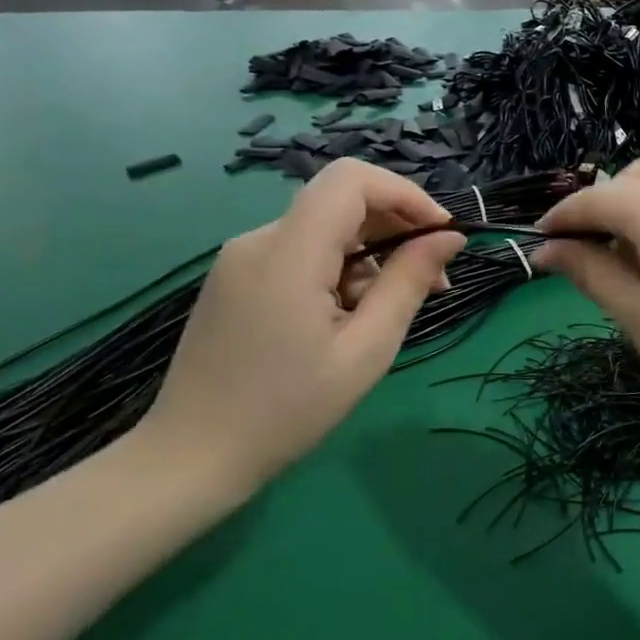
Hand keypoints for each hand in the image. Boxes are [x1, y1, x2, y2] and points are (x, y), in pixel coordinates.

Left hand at [138, 158, 464, 494]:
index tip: (441, 234)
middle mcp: (259, 240)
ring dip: (370, 255)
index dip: (405, 194)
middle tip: (434, 281)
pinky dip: (339, 269)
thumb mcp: (366, 350)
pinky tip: (349, 316)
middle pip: (341, 201)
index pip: (352, 180)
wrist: (190, 459)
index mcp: (289, 253)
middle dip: (397, 229)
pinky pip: (301, 252)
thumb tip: (449, 238)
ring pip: (324, 229)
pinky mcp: (236, 278)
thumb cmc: (287, 411)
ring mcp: (241, 259)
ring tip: (391, 311)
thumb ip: (409, 283)